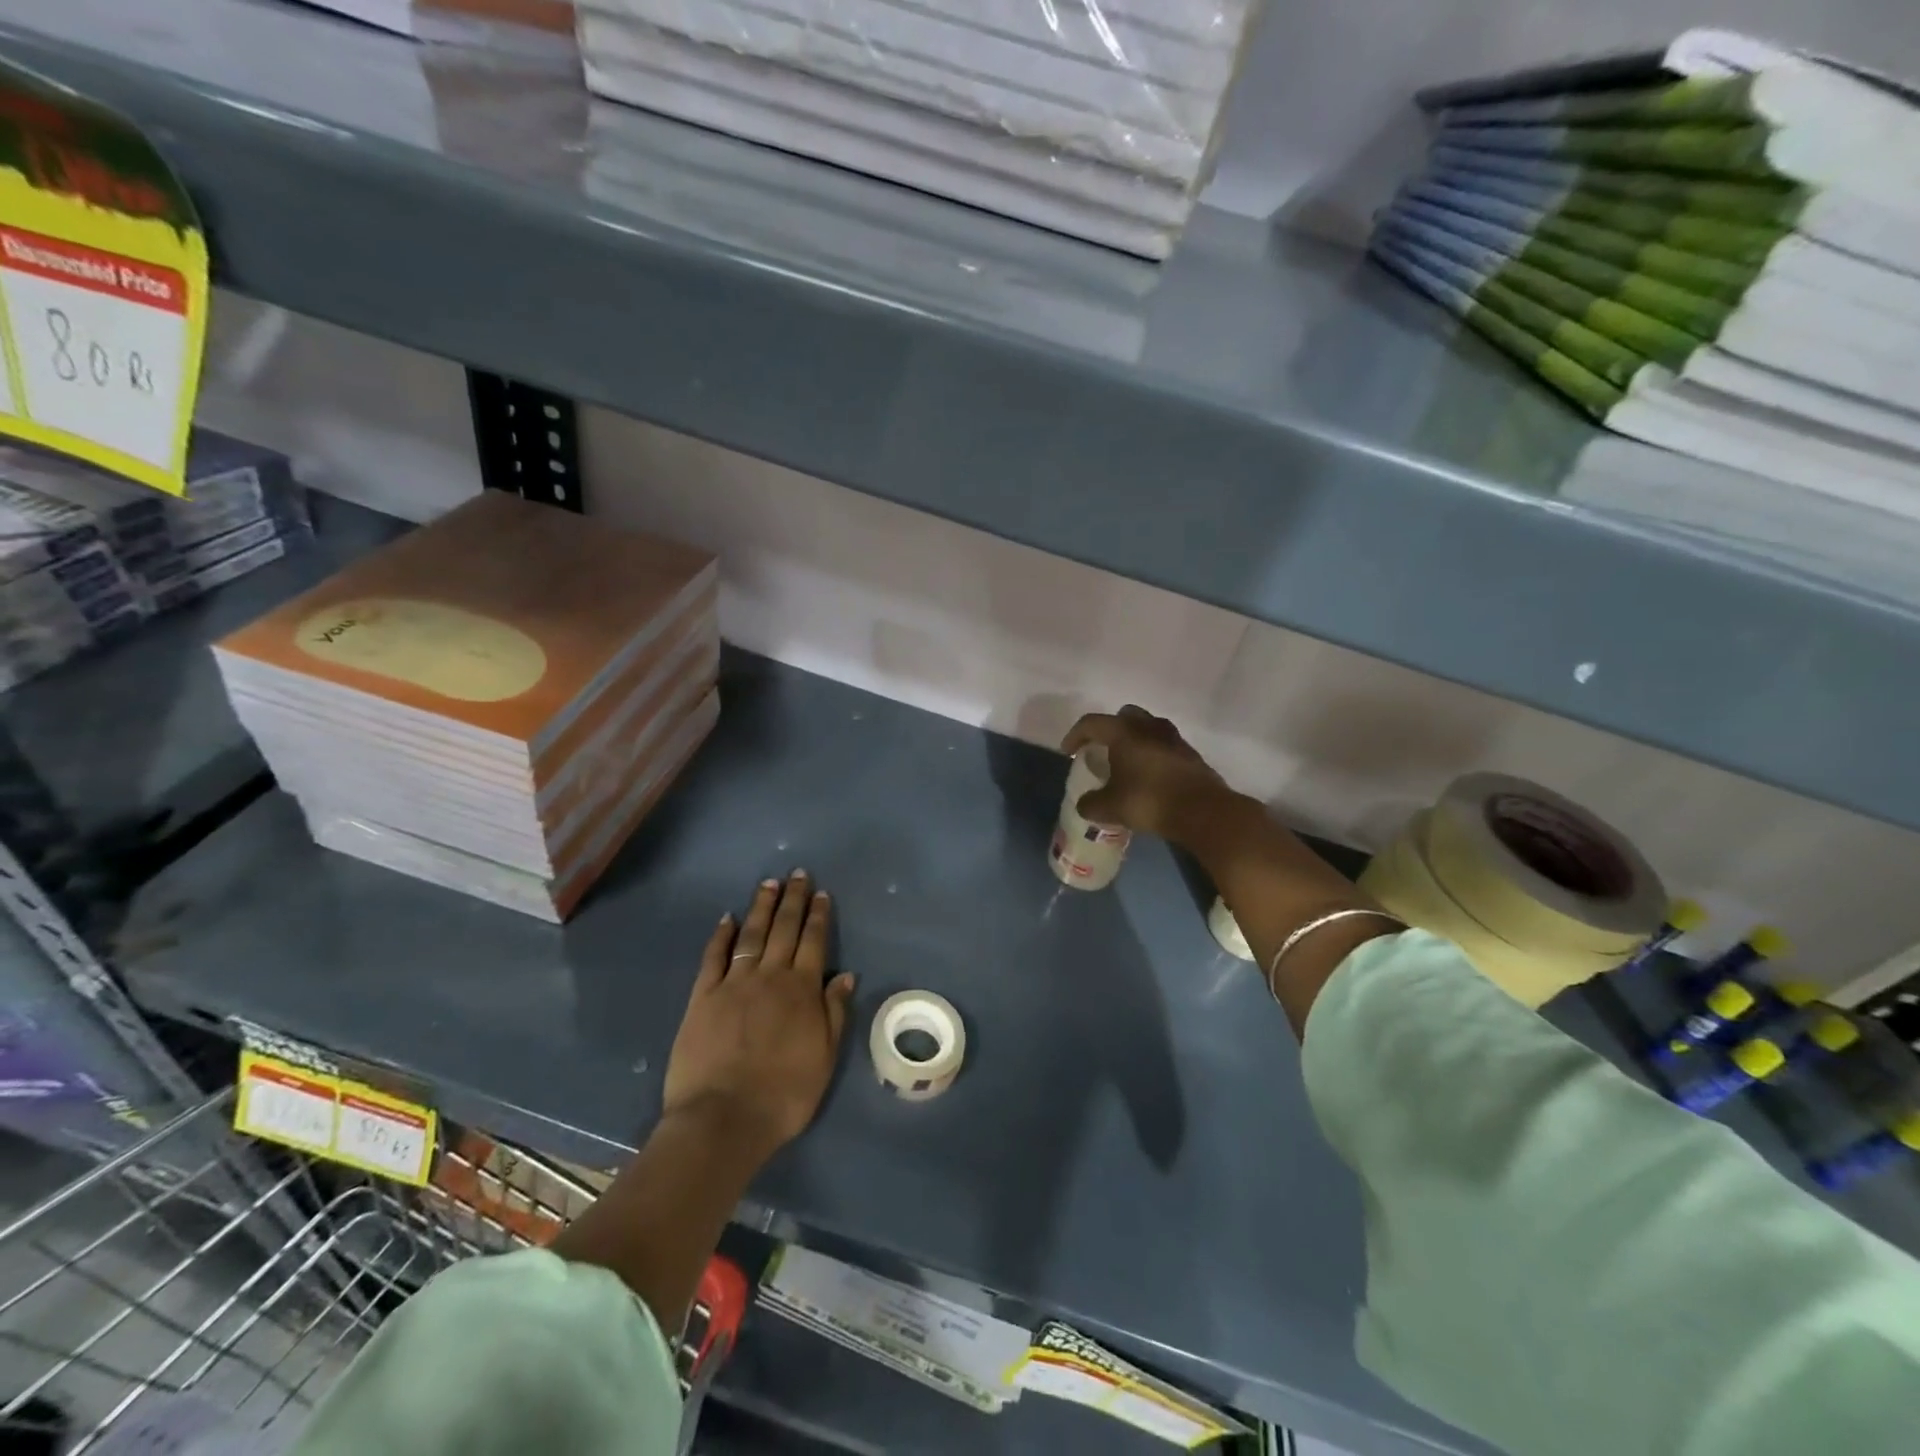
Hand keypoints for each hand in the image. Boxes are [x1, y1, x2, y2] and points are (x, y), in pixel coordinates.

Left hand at [663, 872, 854, 1160]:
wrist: (723, 1119)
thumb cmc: (783, 1095)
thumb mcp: (824, 1058)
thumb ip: (834, 1013)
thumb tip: (845, 975)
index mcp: (802, 990)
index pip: (813, 942)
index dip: (818, 915)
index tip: (821, 893)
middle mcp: (770, 977)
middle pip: (784, 929)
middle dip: (792, 900)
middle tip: (797, 874)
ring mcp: (734, 984)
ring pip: (752, 935)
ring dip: (762, 908)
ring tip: (768, 884)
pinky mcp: (703, 997)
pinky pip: (714, 957)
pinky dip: (722, 935)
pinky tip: (728, 918)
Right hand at [1061, 705, 1229, 841]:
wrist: (1202, 811)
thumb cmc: (1149, 800)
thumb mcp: (1110, 807)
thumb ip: (1091, 804)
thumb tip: (1084, 804)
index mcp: (1124, 732)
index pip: (1091, 723)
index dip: (1075, 735)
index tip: (1068, 752)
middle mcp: (1148, 726)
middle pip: (1123, 716)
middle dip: (1109, 730)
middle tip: (1101, 750)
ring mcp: (1173, 738)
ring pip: (1147, 728)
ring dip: (1134, 741)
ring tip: (1126, 763)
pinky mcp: (1189, 754)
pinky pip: (1163, 745)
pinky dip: (1152, 754)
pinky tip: (1148, 776)